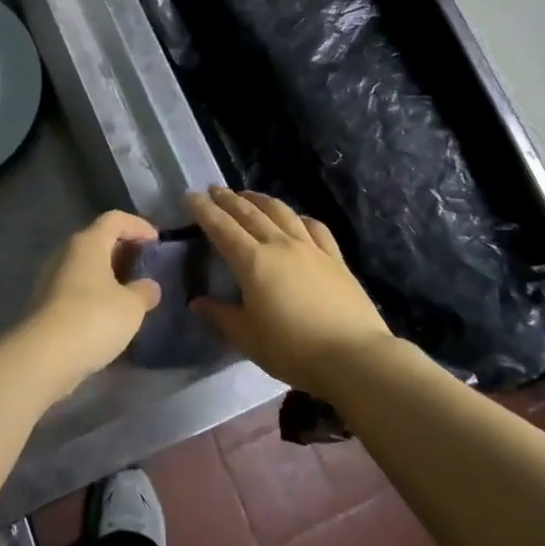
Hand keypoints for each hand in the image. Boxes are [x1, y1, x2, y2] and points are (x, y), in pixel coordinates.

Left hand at [15, 211, 161, 399]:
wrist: (43, 357)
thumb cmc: (94, 318)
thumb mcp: (132, 306)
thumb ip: (144, 292)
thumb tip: (149, 287)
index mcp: (88, 243)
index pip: (115, 219)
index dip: (138, 225)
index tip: (156, 241)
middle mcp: (66, 253)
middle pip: (97, 240)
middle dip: (122, 250)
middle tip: (144, 267)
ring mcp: (50, 278)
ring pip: (85, 266)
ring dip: (107, 274)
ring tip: (129, 293)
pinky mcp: (44, 304)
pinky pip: (75, 288)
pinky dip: (93, 294)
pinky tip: (107, 315)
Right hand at [188, 188, 393, 399]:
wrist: (354, 356)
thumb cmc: (293, 350)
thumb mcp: (247, 338)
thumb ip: (220, 316)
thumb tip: (197, 302)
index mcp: (253, 262)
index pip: (222, 228)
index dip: (204, 210)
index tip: (190, 196)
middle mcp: (280, 245)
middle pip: (250, 213)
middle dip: (228, 199)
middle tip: (213, 190)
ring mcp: (310, 248)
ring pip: (281, 212)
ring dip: (260, 200)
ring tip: (248, 195)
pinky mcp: (335, 258)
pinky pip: (314, 227)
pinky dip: (299, 217)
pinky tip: (296, 218)